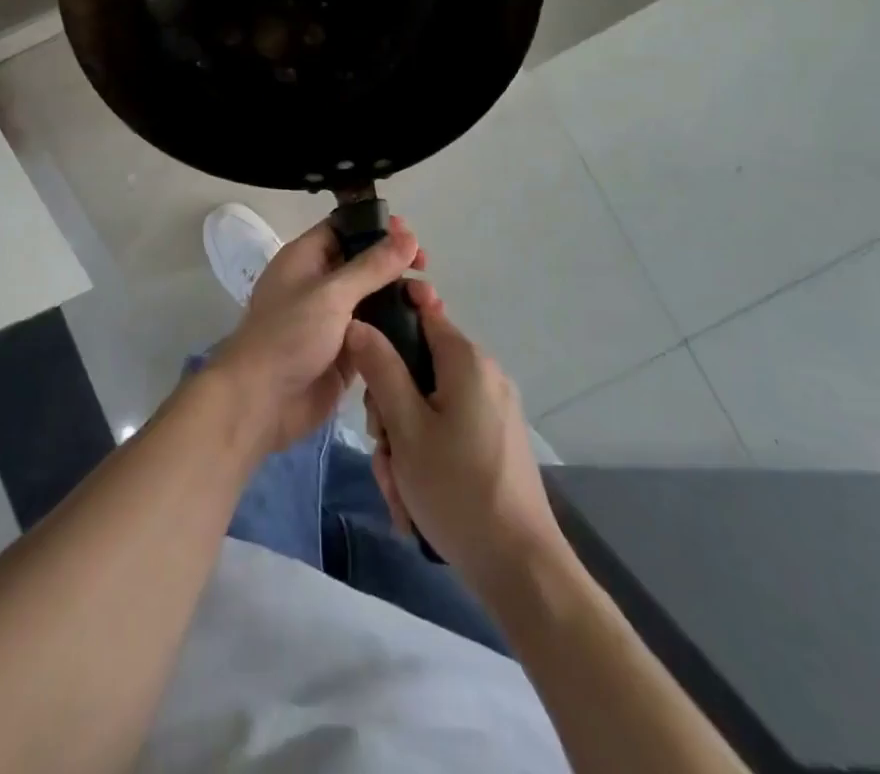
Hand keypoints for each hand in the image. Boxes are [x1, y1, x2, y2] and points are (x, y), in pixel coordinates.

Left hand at [210, 215, 423, 453]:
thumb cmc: (289, 336)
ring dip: (400, 297)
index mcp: (305, 259)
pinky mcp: (345, 352)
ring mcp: (332, 320)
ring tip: (431, 302)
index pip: (344, 229)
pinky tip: (425, 328)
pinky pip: (375, 333)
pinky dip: (397, 328)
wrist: (261, 402)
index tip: (410, 234)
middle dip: (394, 264)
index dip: (375, 227)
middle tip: (425, 269)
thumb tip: (408, 236)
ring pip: (373, 299)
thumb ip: (372, 266)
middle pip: (363, 264)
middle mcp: (319, 284)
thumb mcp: (331, 294)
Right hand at [346, 283, 564, 587]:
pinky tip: (415, 497)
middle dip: (390, 404)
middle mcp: (484, 375)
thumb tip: (357, 322)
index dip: (388, 319)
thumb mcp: (405, 427)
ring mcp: (492, 409)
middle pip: (418, 365)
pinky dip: (425, 454)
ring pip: (427, 404)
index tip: (363, 352)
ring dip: (403, 439)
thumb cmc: (457, 489)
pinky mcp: (495, 440)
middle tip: (382, 444)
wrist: (522, 569)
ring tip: (399, 485)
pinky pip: (447, 429)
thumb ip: (380, 369)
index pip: (422, 310)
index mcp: (466, 360)